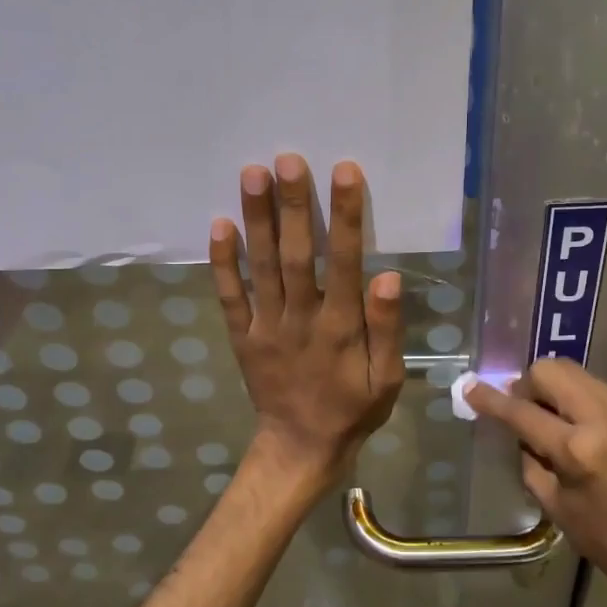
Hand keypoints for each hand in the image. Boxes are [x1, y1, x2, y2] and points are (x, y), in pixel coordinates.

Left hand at [210, 155, 404, 493]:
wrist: (301, 448)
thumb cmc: (353, 408)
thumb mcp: (388, 378)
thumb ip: (387, 328)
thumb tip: (387, 276)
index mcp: (340, 327)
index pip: (343, 261)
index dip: (344, 216)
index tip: (344, 172)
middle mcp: (300, 319)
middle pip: (295, 255)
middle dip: (292, 205)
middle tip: (287, 159)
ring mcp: (266, 326)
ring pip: (261, 267)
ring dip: (256, 220)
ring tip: (252, 174)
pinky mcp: (242, 336)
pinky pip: (230, 296)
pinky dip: (223, 262)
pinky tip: (219, 225)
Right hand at [467, 360, 606, 601]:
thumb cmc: (603, 537)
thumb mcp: (553, 503)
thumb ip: (529, 456)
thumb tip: (515, 426)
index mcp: (579, 450)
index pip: (523, 412)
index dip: (492, 399)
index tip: (471, 388)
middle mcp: (604, 417)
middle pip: (550, 370)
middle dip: (527, 385)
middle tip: (522, 411)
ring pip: (572, 371)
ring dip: (551, 387)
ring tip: (548, 418)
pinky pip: (591, 385)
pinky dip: (573, 396)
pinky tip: (573, 423)